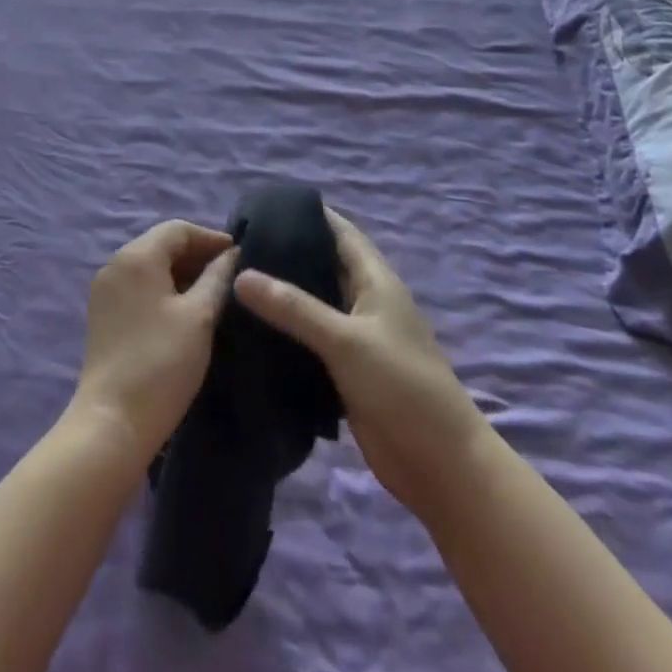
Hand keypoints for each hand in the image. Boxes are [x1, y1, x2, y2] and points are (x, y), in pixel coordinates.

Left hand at [70, 221, 238, 463]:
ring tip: (216, 294)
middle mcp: (115, 264)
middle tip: (232, 276)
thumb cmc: (162, 362)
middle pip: (162, 244)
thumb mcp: (199, 316)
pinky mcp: (105, 315)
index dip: (212, 238)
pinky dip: (165, 290)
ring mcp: (106, 290)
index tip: (242, 257)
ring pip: (151, 267)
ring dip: (183, 274)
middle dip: (198, 255)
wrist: (113, 421)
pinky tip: (188, 311)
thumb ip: (218, 278)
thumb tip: (233, 255)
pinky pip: (140, 287)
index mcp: (136, 256)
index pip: (178, 230)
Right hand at [233, 209, 489, 531]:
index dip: (306, 214)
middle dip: (285, 252)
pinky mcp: (345, 369)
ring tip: (231, 281)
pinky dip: (284, 330)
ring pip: (313, 303)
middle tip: (234, 246)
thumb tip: (240, 274)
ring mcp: (355, 337)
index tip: (261, 207)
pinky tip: (250, 329)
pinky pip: (309, 338)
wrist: (440, 465)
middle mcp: (364, 301)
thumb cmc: (402, 387)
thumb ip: (294, 307)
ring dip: (282, 293)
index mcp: (375, 280)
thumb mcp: (346, 340)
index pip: (339, 231)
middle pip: (322, 264)